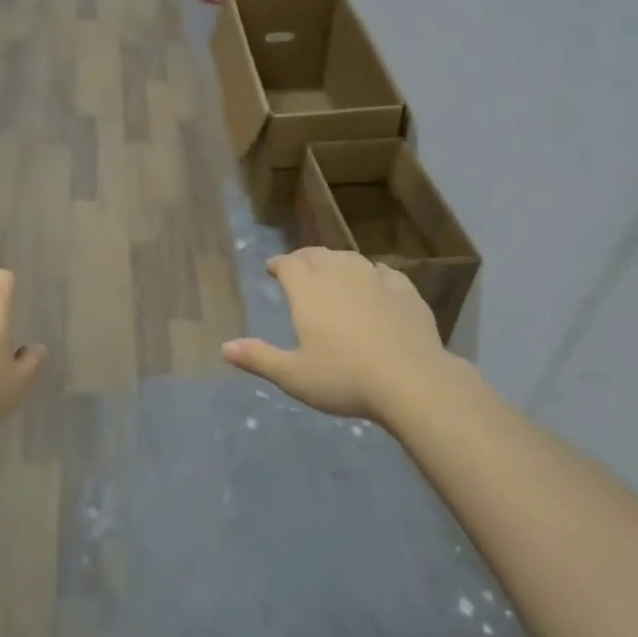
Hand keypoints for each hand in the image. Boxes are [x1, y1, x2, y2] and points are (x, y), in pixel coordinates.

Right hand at [223, 247, 455, 421]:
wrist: (412, 381)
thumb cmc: (345, 378)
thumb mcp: (294, 376)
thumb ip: (259, 358)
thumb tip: (225, 348)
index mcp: (308, 290)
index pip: (288, 263)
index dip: (278, 264)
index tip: (273, 269)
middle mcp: (340, 274)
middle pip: (317, 254)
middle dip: (304, 259)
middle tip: (299, 270)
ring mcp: (375, 279)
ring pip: (350, 258)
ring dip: (336, 262)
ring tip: (333, 274)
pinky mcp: (406, 290)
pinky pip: (383, 272)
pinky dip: (371, 274)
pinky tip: (374, 285)